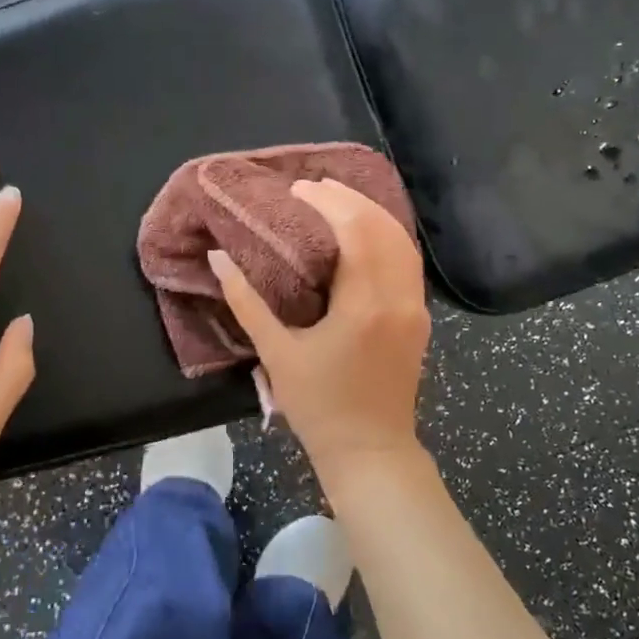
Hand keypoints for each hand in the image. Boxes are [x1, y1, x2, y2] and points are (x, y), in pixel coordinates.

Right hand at [208, 179, 430, 470]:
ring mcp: (416, 308)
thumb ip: (246, 302)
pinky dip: (387, 237)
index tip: (298, 190)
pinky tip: (363, 233)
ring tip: (336, 200)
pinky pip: (408, 263)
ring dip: (372, 214)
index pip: (356, 230)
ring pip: (402, 242)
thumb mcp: (276, 353)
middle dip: (350, 200)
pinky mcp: (420, 319)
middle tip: (314, 188)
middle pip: (384, 227)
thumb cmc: (319, 407)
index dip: (328, 202)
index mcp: (365, 304)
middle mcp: (399, 298)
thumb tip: (218, 258)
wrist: (371, 451)